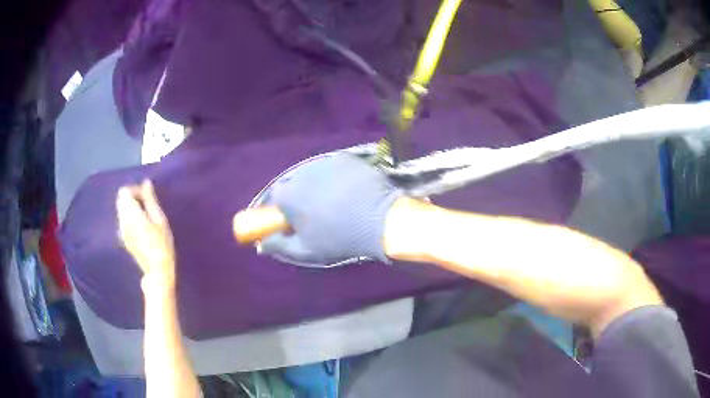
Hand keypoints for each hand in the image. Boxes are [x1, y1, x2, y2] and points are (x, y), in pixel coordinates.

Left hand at [116, 180, 175, 290]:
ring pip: (121, 209)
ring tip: (146, 215)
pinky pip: (123, 220)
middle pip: (121, 199)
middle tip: (147, 204)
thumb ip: (150, 199)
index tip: (148, 196)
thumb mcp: (160, 219)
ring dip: (131, 207)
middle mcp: (123, 220)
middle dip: (132, 197)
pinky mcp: (124, 238)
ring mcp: (122, 230)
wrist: (157, 270)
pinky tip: (142, 226)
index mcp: (131, 213)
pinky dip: (130, 216)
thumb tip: (146, 183)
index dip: (136, 189)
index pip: (125, 191)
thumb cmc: (162, 244)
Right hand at [259, 153, 402, 264]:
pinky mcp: (345, 157)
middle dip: (300, 197)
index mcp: (286, 195)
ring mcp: (324, 162)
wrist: (379, 221)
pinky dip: (337, 177)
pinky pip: (334, 168)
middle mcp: (299, 173)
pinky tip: (350, 190)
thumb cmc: (338, 239)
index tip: (294, 221)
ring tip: (337, 201)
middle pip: (293, 184)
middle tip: (317, 213)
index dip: (284, 211)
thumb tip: (261, 244)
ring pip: (314, 175)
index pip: (275, 200)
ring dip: (318, 185)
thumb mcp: (304, 251)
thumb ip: (278, 246)